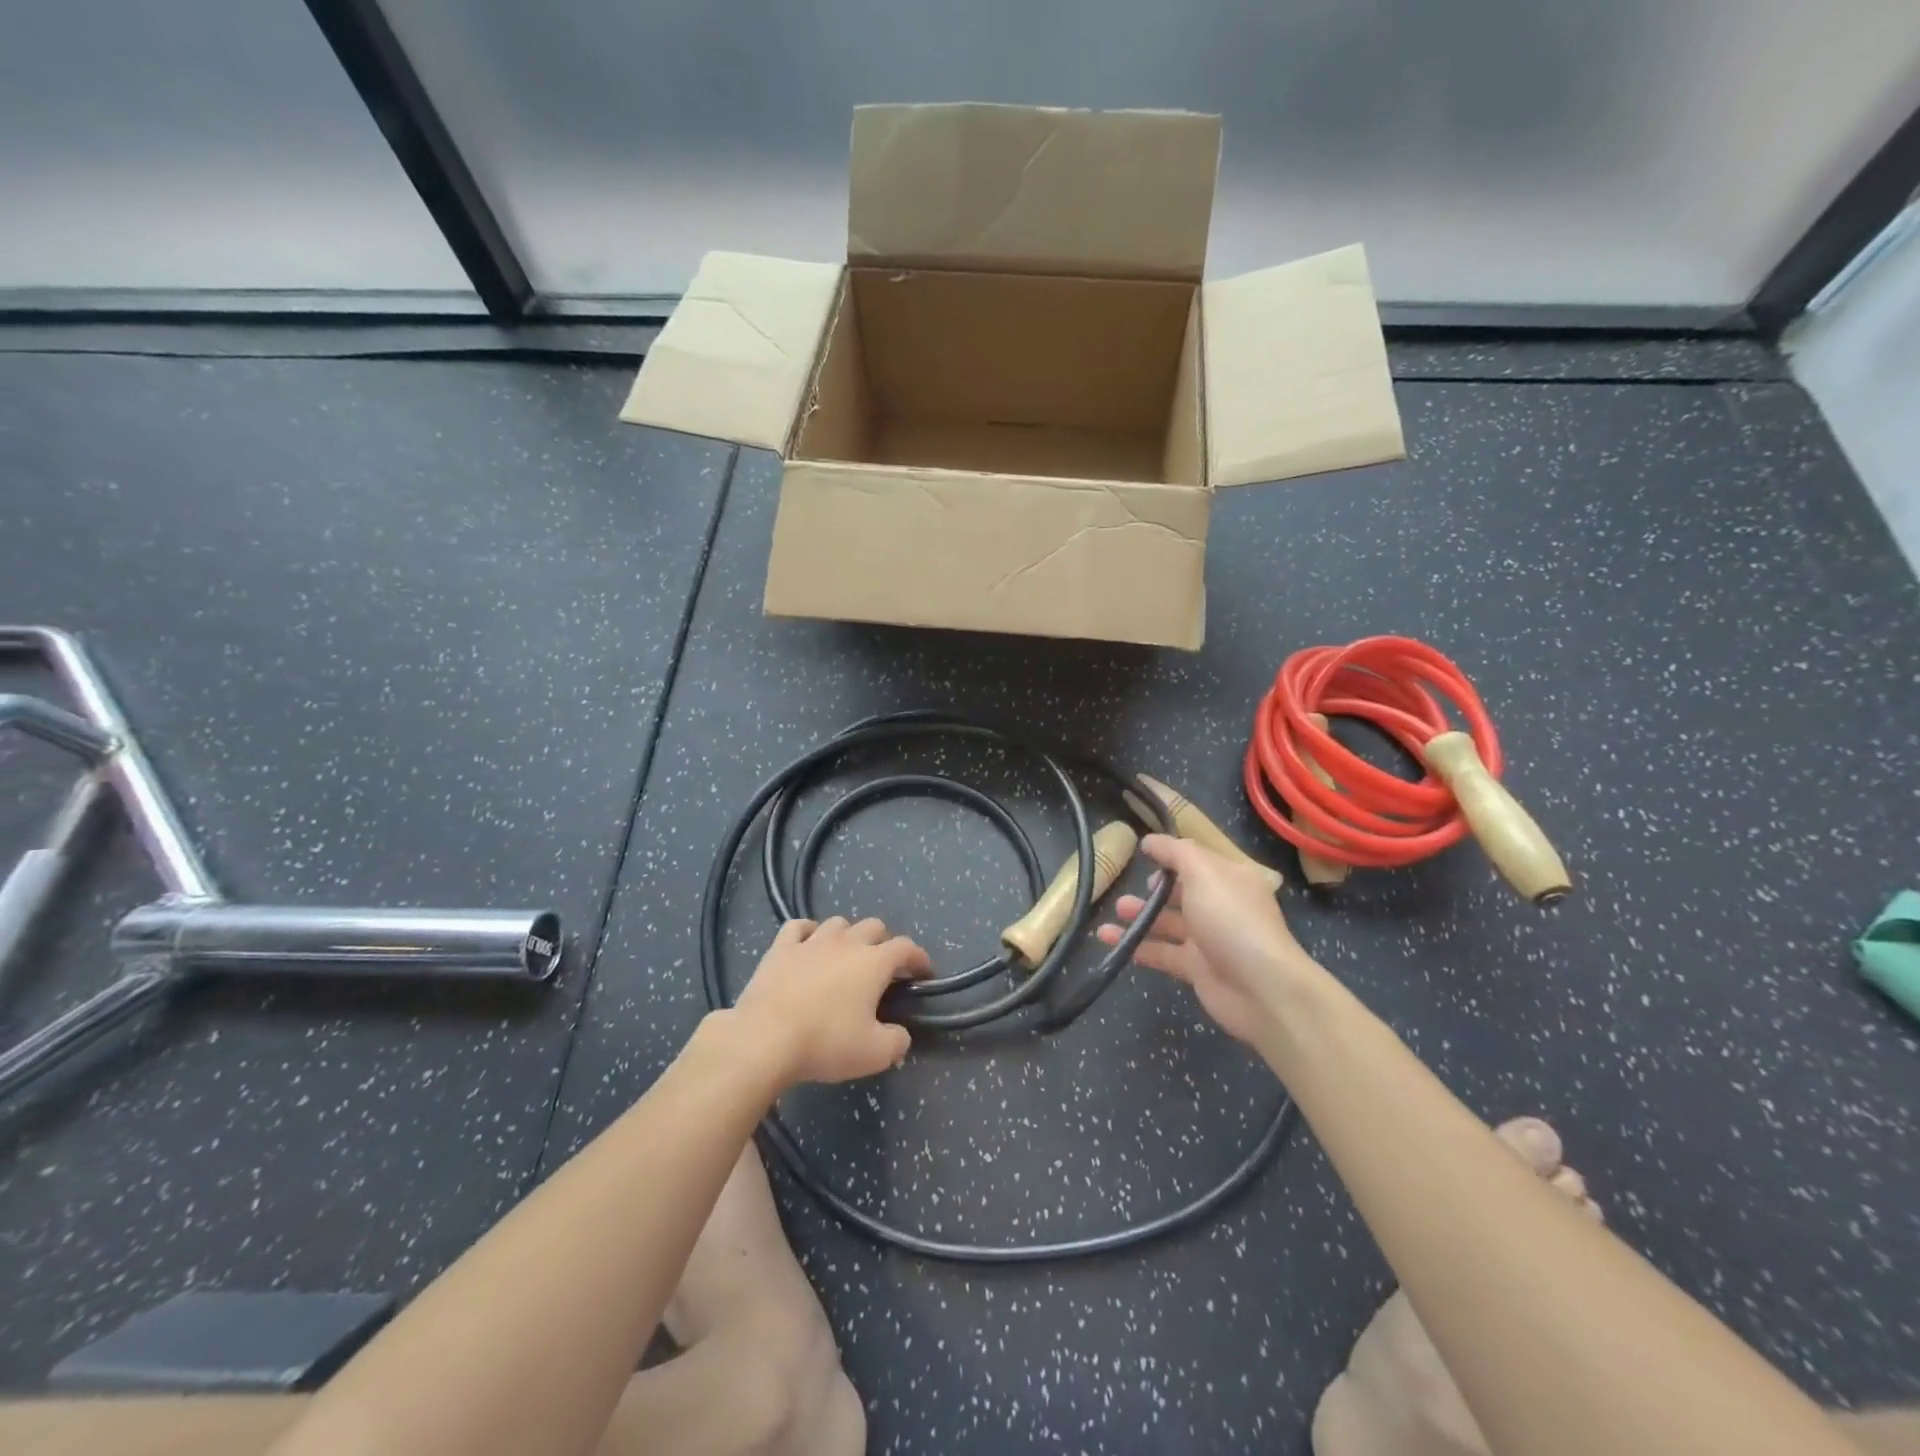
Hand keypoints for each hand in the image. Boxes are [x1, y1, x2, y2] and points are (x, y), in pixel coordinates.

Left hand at [731, 916, 931, 1085]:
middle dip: (885, 942)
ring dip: (848, 935)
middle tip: (884, 966)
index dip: (918, 957)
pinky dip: (808, 932)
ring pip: (838, 923)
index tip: (923, 971)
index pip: (905, 948)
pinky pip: (798, 927)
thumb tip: (900, 1034)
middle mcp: (846, 943)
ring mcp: (811, 941)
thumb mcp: (874, 1054)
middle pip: (874, 926)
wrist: (765, 1038)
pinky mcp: (780, 948)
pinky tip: (808, 944)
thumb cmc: (825, 1043)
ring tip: (846, 954)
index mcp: (873, 962)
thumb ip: (896, 1041)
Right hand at [1096, 834, 1323, 1047]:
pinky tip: (1110, 939)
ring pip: (1168, 922)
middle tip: (1131, 887)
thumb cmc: (1231, 919)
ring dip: (1141, 915)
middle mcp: (1221, 906)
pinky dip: (1136, 945)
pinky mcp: (1196, 968)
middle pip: (1182, 892)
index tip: (1142, 850)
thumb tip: (1151, 841)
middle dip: (1155, 888)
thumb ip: (1176, 852)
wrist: (1261, 988)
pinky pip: (1161, 952)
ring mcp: (1209, 939)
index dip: (1171, 853)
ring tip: (1117, 910)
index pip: (1197, 860)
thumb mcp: (1204, 873)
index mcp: (1231, 879)